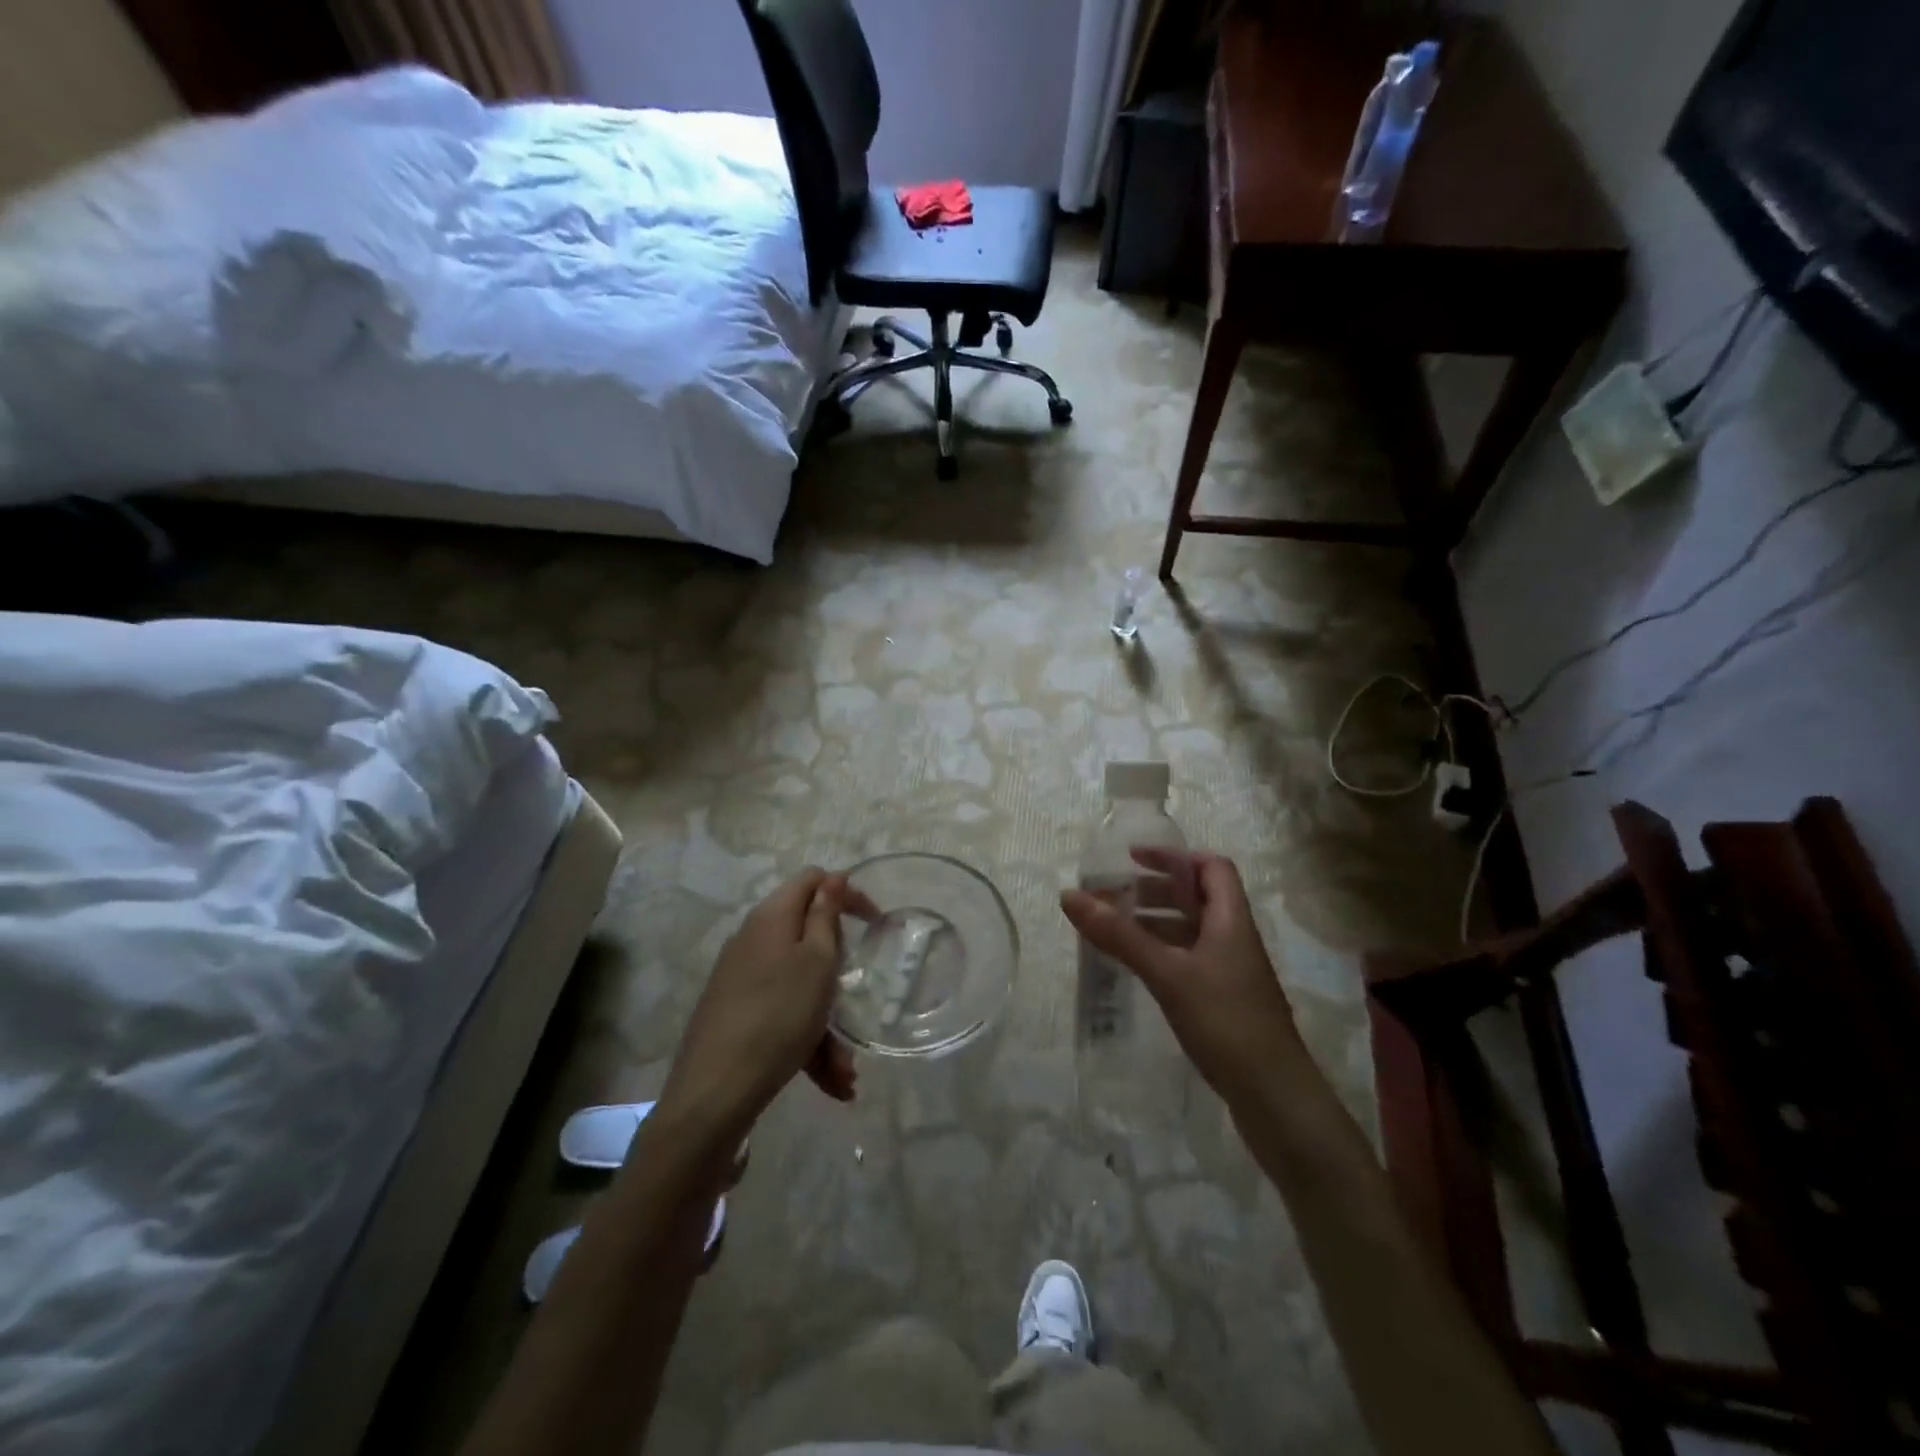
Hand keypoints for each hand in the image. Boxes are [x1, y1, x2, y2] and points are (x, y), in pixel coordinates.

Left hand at [657, 868, 870, 1143]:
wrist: (715, 1090)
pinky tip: (829, 1081)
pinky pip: (782, 1013)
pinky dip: (807, 1040)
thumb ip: (826, 915)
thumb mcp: (817, 961)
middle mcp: (753, 938)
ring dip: (827, 1021)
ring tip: (845, 1071)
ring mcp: (741, 976)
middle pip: (808, 936)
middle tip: (854, 995)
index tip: (875, 923)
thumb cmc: (779, 1015)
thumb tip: (833, 877)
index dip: (847, 893)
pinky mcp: (735, 1010)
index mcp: (772, 917)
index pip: (813, 880)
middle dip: (838, 970)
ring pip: (799, 985)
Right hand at [1060, 848, 1303, 1104]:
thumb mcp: (1167, 972)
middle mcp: (1235, 938)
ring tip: (1115, 929)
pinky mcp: (1225, 1001)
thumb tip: (1070, 895)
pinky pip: (1189, 959)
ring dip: (1155, 922)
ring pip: (1191, 931)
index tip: (1132, 859)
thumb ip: (1119, 935)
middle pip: (1198, 897)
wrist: (1275, 1097)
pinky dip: (1162, 952)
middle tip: (1113, 896)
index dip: (1174, 856)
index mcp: (1231, 920)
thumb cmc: (1225, 1022)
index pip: (1211, 867)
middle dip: (1155, 890)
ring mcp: (1232, 972)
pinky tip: (1137, 967)